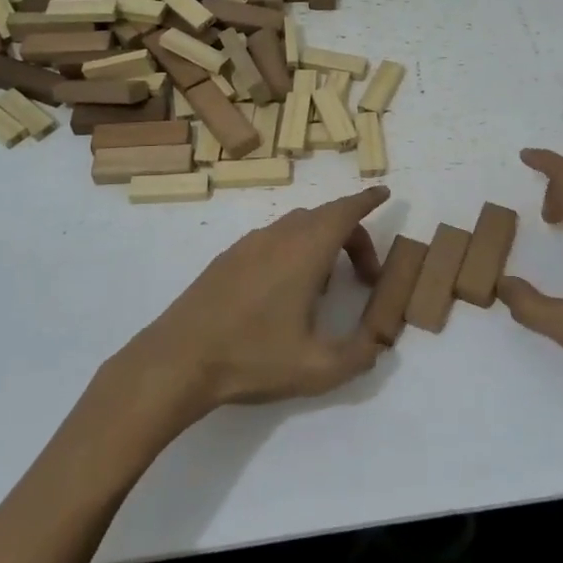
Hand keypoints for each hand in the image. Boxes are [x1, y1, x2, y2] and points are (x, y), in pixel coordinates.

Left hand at [125, 186, 391, 412]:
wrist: (177, 360)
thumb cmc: (252, 358)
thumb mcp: (317, 369)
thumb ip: (359, 355)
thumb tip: (378, 345)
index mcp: (305, 251)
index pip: (345, 211)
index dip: (368, 201)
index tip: (385, 194)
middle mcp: (278, 236)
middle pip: (324, 217)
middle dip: (352, 235)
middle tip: (366, 275)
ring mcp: (248, 244)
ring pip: (296, 226)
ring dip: (321, 243)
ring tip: (326, 287)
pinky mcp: (227, 258)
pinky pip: (272, 239)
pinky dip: (293, 250)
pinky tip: (285, 293)